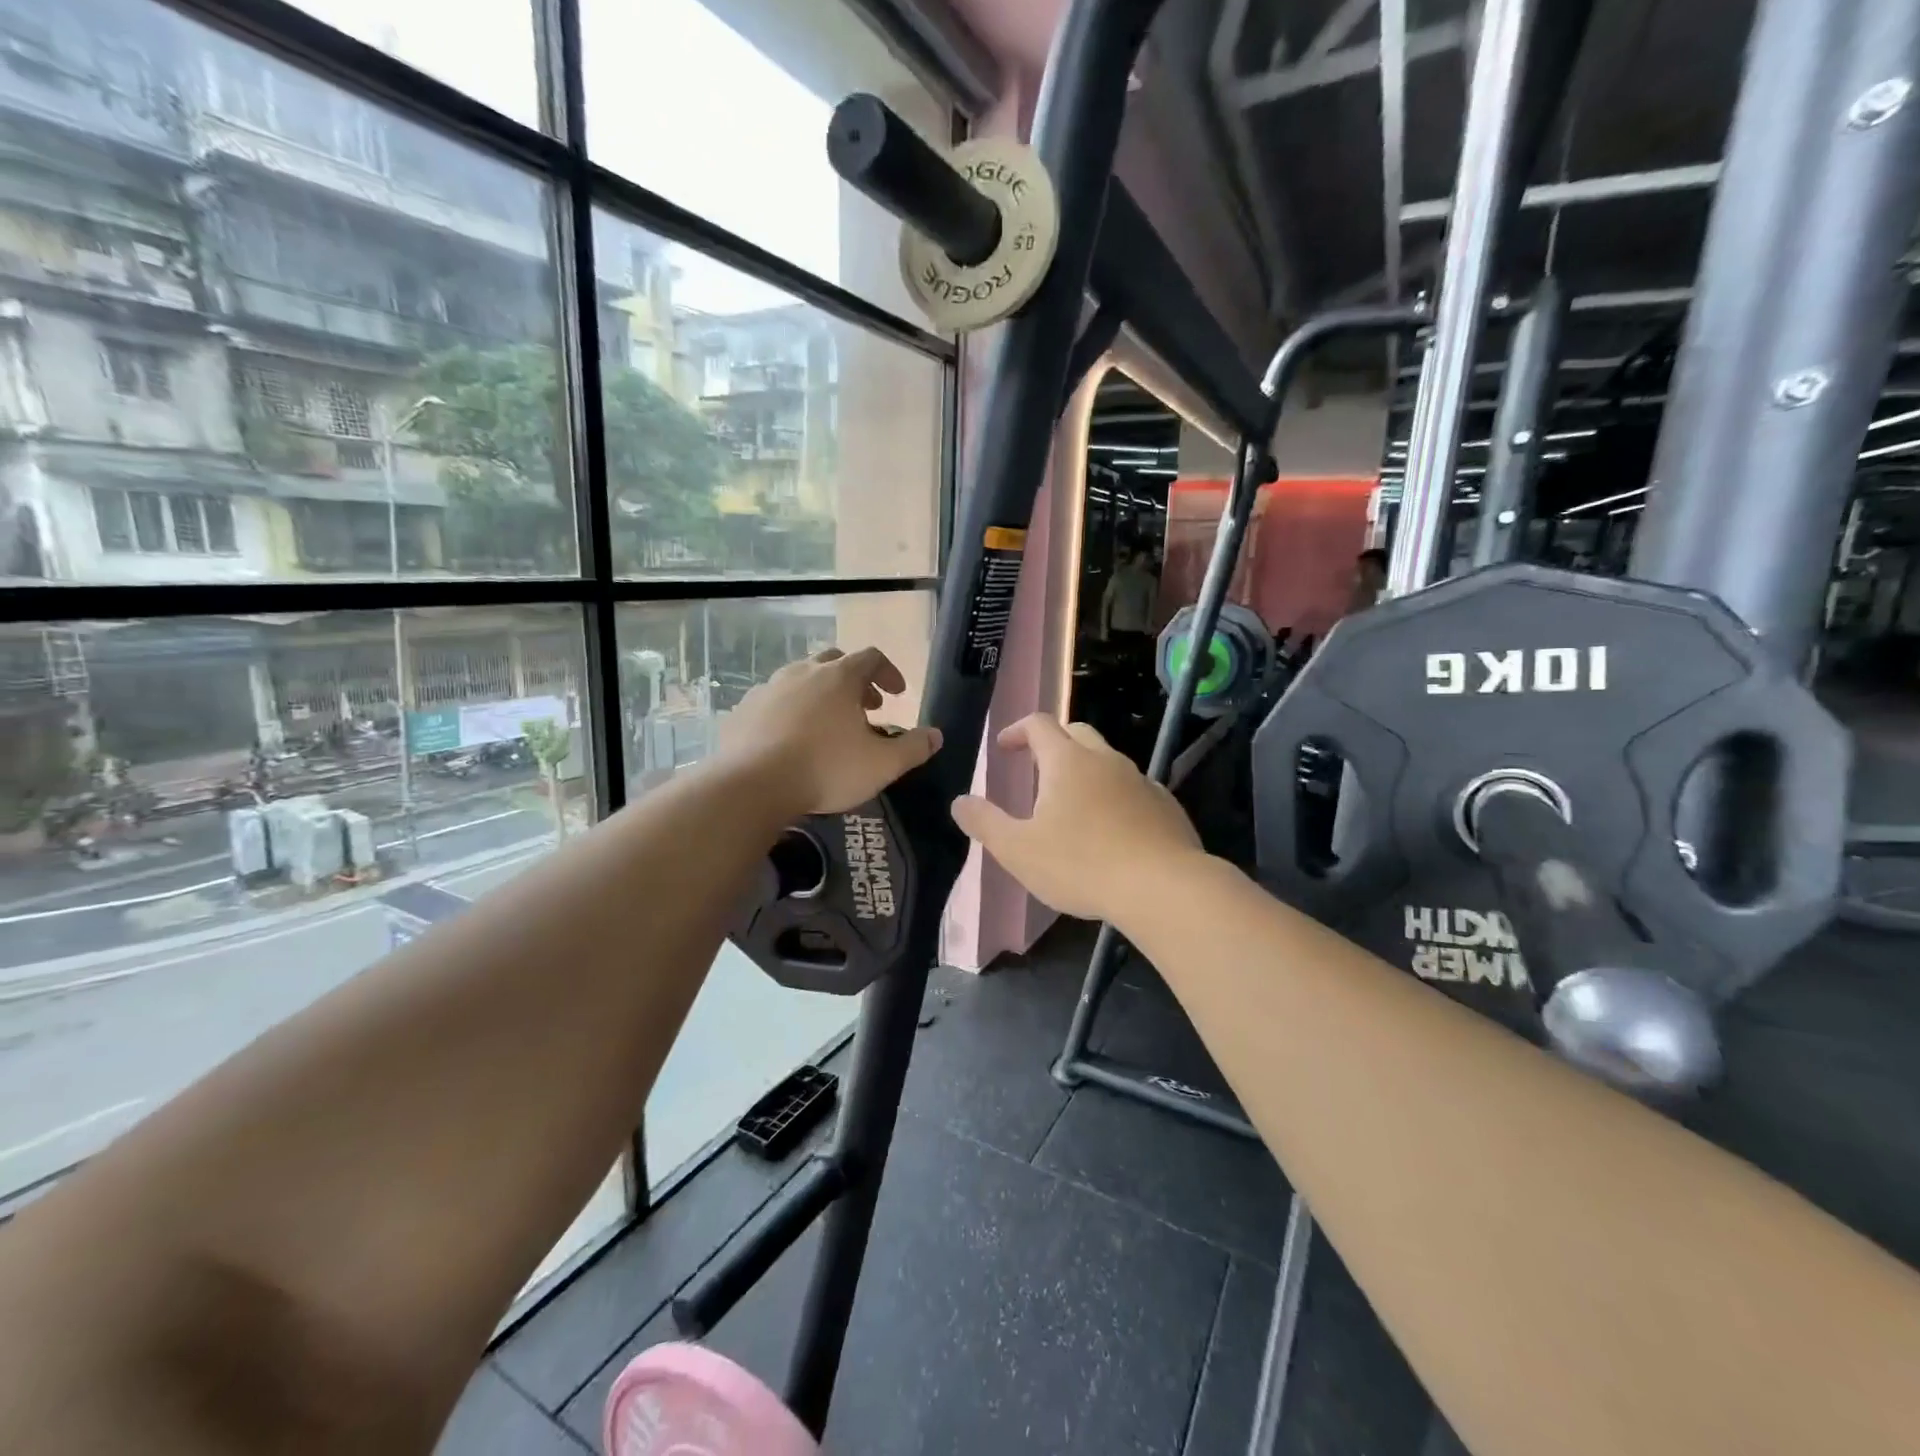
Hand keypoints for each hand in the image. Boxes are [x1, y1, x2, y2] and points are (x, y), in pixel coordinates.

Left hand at [722, 647, 941, 816]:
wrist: (751, 785)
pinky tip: (791, 740)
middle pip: (834, 663)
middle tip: (866, 708)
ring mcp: (768, 688)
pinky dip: (790, 712)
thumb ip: (913, 748)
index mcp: (839, 677)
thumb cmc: (826, 768)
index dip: (888, 672)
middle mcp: (802, 672)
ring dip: (820, 695)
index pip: (871, 657)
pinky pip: (774, 702)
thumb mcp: (882, 764)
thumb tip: (936, 735)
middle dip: (855, 682)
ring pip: (800, 680)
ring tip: (828, 725)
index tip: (897, 695)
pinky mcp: (743, 710)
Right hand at [950, 713, 1202, 921]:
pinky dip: (1114, 795)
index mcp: (1067, 761)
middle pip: (1077, 732)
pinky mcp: (1165, 806)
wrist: (1164, 887)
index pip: (1039, 725)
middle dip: (1053, 742)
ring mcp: (1141, 781)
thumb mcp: (1018, 850)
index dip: (1017, 730)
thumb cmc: (1082, 865)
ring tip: (1072, 804)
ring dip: (1085, 770)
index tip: (1004, 747)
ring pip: (1108, 760)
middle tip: (1036, 767)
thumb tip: (960, 801)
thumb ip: (985, 823)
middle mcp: (1106, 760)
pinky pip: (1133, 788)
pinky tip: (1111, 828)